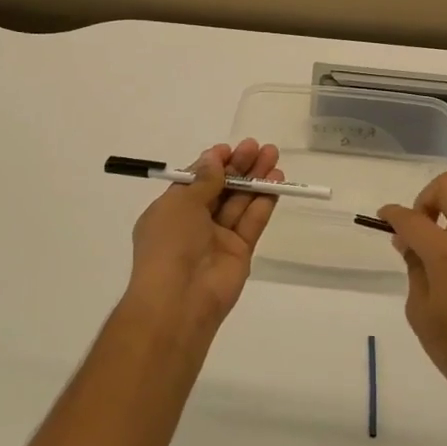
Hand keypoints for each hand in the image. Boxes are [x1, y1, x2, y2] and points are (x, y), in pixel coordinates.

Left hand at [123, 140, 281, 335]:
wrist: (179, 299)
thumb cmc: (170, 244)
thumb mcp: (181, 203)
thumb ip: (204, 180)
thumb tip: (214, 158)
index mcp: (171, 211)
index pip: (195, 181)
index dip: (213, 164)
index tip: (230, 148)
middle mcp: (194, 223)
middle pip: (221, 189)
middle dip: (239, 167)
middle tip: (259, 146)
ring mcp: (218, 238)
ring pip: (239, 202)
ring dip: (255, 179)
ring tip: (273, 156)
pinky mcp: (240, 252)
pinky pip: (252, 221)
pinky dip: (264, 201)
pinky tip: (277, 182)